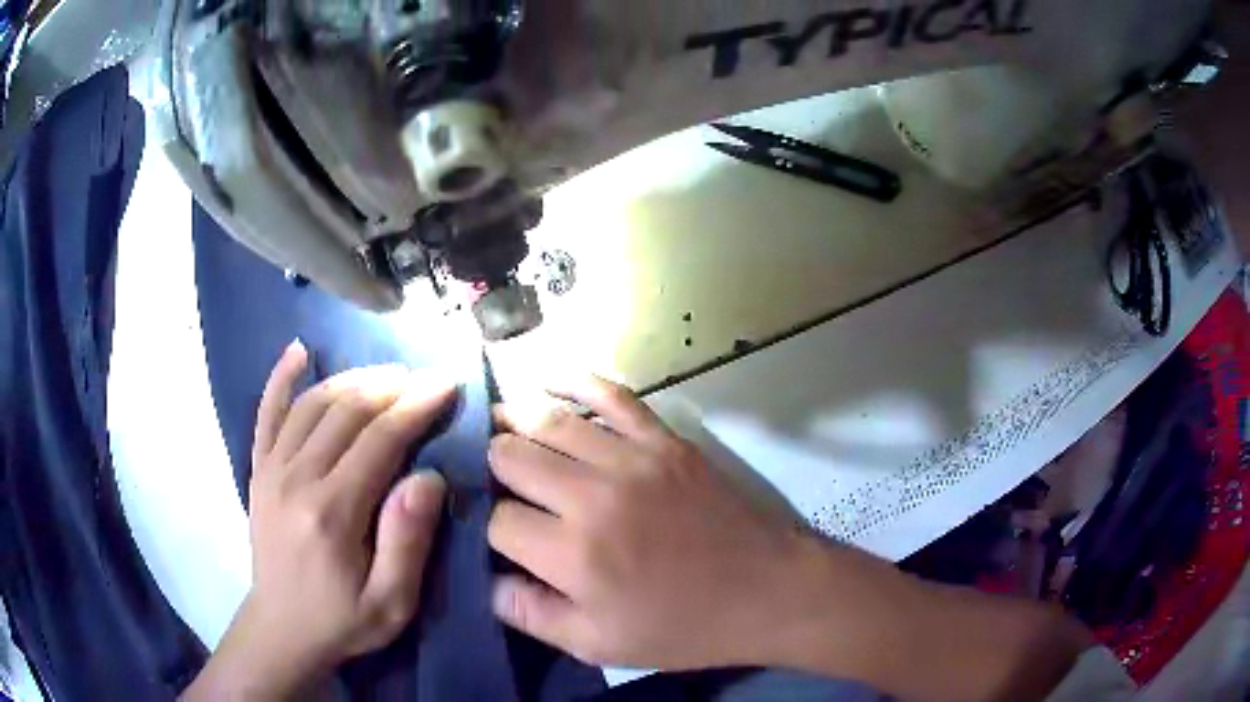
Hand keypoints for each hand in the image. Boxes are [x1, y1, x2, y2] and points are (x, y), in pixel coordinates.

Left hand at [184, 341, 454, 699]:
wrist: (281, 629)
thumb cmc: (342, 620)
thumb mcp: (391, 602)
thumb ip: (407, 541)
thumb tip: (429, 477)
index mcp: (332, 512)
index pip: (379, 440)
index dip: (416, 406)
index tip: (446, 384)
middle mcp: (296, 478)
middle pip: (346, 411)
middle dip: (390, 386)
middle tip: (423, 377)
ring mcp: (271, 469)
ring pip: (313, 403)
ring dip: (352, 378)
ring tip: (386, 372)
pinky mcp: (258, 470)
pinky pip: (267, 412)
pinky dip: (281, 378)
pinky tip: (297, 350)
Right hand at [486, 376, 818, 670]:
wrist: (764, 591)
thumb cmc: (681, 627)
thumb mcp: (597, 645)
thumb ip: (530, 614)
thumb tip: (488, 581)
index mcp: (572, 555)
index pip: (498, 522)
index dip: (493, 530)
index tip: (503, 537)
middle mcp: (591, 497)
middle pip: (511, 457)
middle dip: (494, 468)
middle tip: (497, 480)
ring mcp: (631, 459)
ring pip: (548, 420)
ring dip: (514, 419)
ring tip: (498, 423)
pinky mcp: (664, 440)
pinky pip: (610, 394)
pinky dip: (574, 381)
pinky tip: (549, 381)